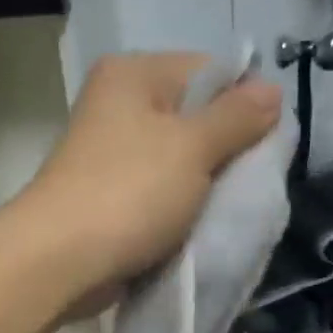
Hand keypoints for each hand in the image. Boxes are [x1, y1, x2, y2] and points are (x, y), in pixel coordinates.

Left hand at [13, 54, 280, 297]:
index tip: (268, 145)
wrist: (60, 262)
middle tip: (252, 181)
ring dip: (206, 184)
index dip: (246, 103)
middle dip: (228, 149)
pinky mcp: (110, 195)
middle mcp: (118, 104)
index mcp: (134, 75)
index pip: (211, 71)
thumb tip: (273, 90)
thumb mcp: (193, 147)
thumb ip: (237, 117)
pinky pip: (160, 192)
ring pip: (180, 160)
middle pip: (195, 116)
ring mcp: (111, 153)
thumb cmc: (129, 193)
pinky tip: (201, 224)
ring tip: (228, 206)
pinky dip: (181, 207)